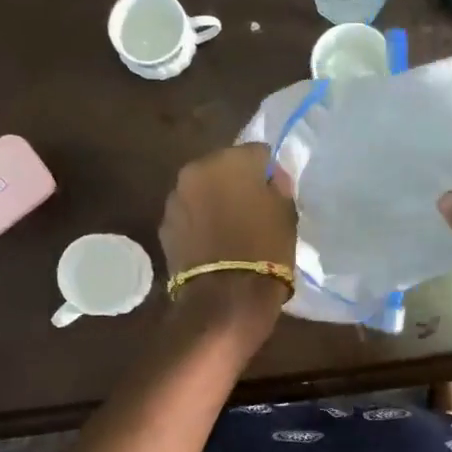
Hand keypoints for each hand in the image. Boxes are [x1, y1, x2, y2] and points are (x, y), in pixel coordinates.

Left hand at [160, 143, 297, 330]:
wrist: (226, 299)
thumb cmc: (266, 251)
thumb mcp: (287, 214)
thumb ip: (278, 186)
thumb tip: (270, 178)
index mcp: (231, 160)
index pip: (257, 153)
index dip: (268, 172)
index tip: (275, 192)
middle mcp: (197, 170)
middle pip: (223, 168)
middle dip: (235, 183)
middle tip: (251, 208)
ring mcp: (176, 198)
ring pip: (202, 190)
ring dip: (214, 201)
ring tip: (230, 228)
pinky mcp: (165, 226)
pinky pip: (189, 215)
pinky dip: (199, 222)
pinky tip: (212, 243)